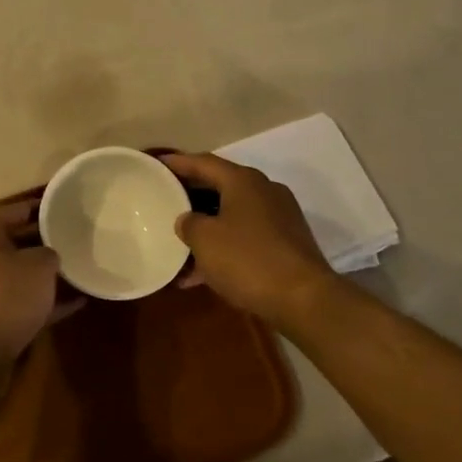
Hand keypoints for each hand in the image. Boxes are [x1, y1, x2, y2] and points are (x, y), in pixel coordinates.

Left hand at [0, 203, 69, 376]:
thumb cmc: (5, 296)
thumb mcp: (38, 266)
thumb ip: (50, 253)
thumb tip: (49, 257)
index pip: (16, 209)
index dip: (43, 206)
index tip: (69, 206)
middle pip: (18, 240)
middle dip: (48, 240)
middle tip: (79, 236)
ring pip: (22, 273)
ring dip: (49, 273)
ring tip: (83, 267)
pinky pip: (25, 301)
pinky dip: (47, 300)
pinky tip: (79, 301)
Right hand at [162, 153, 336, 325]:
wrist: (304, 299)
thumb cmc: (248, 259)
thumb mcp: (205, 239)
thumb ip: (189, 223)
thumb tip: (188, 220)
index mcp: (243, 181)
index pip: (203, 162)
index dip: (178, 163)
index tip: (157, 164)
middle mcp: (264, 191)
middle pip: (219, 186)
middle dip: (191, 196)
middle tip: (164, 200)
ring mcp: (278, 218)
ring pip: (232, 215)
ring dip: (206, 228)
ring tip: (177, 245)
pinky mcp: (286, 244)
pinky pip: (245, 237)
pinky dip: (224, 247)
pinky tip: (200, 274)